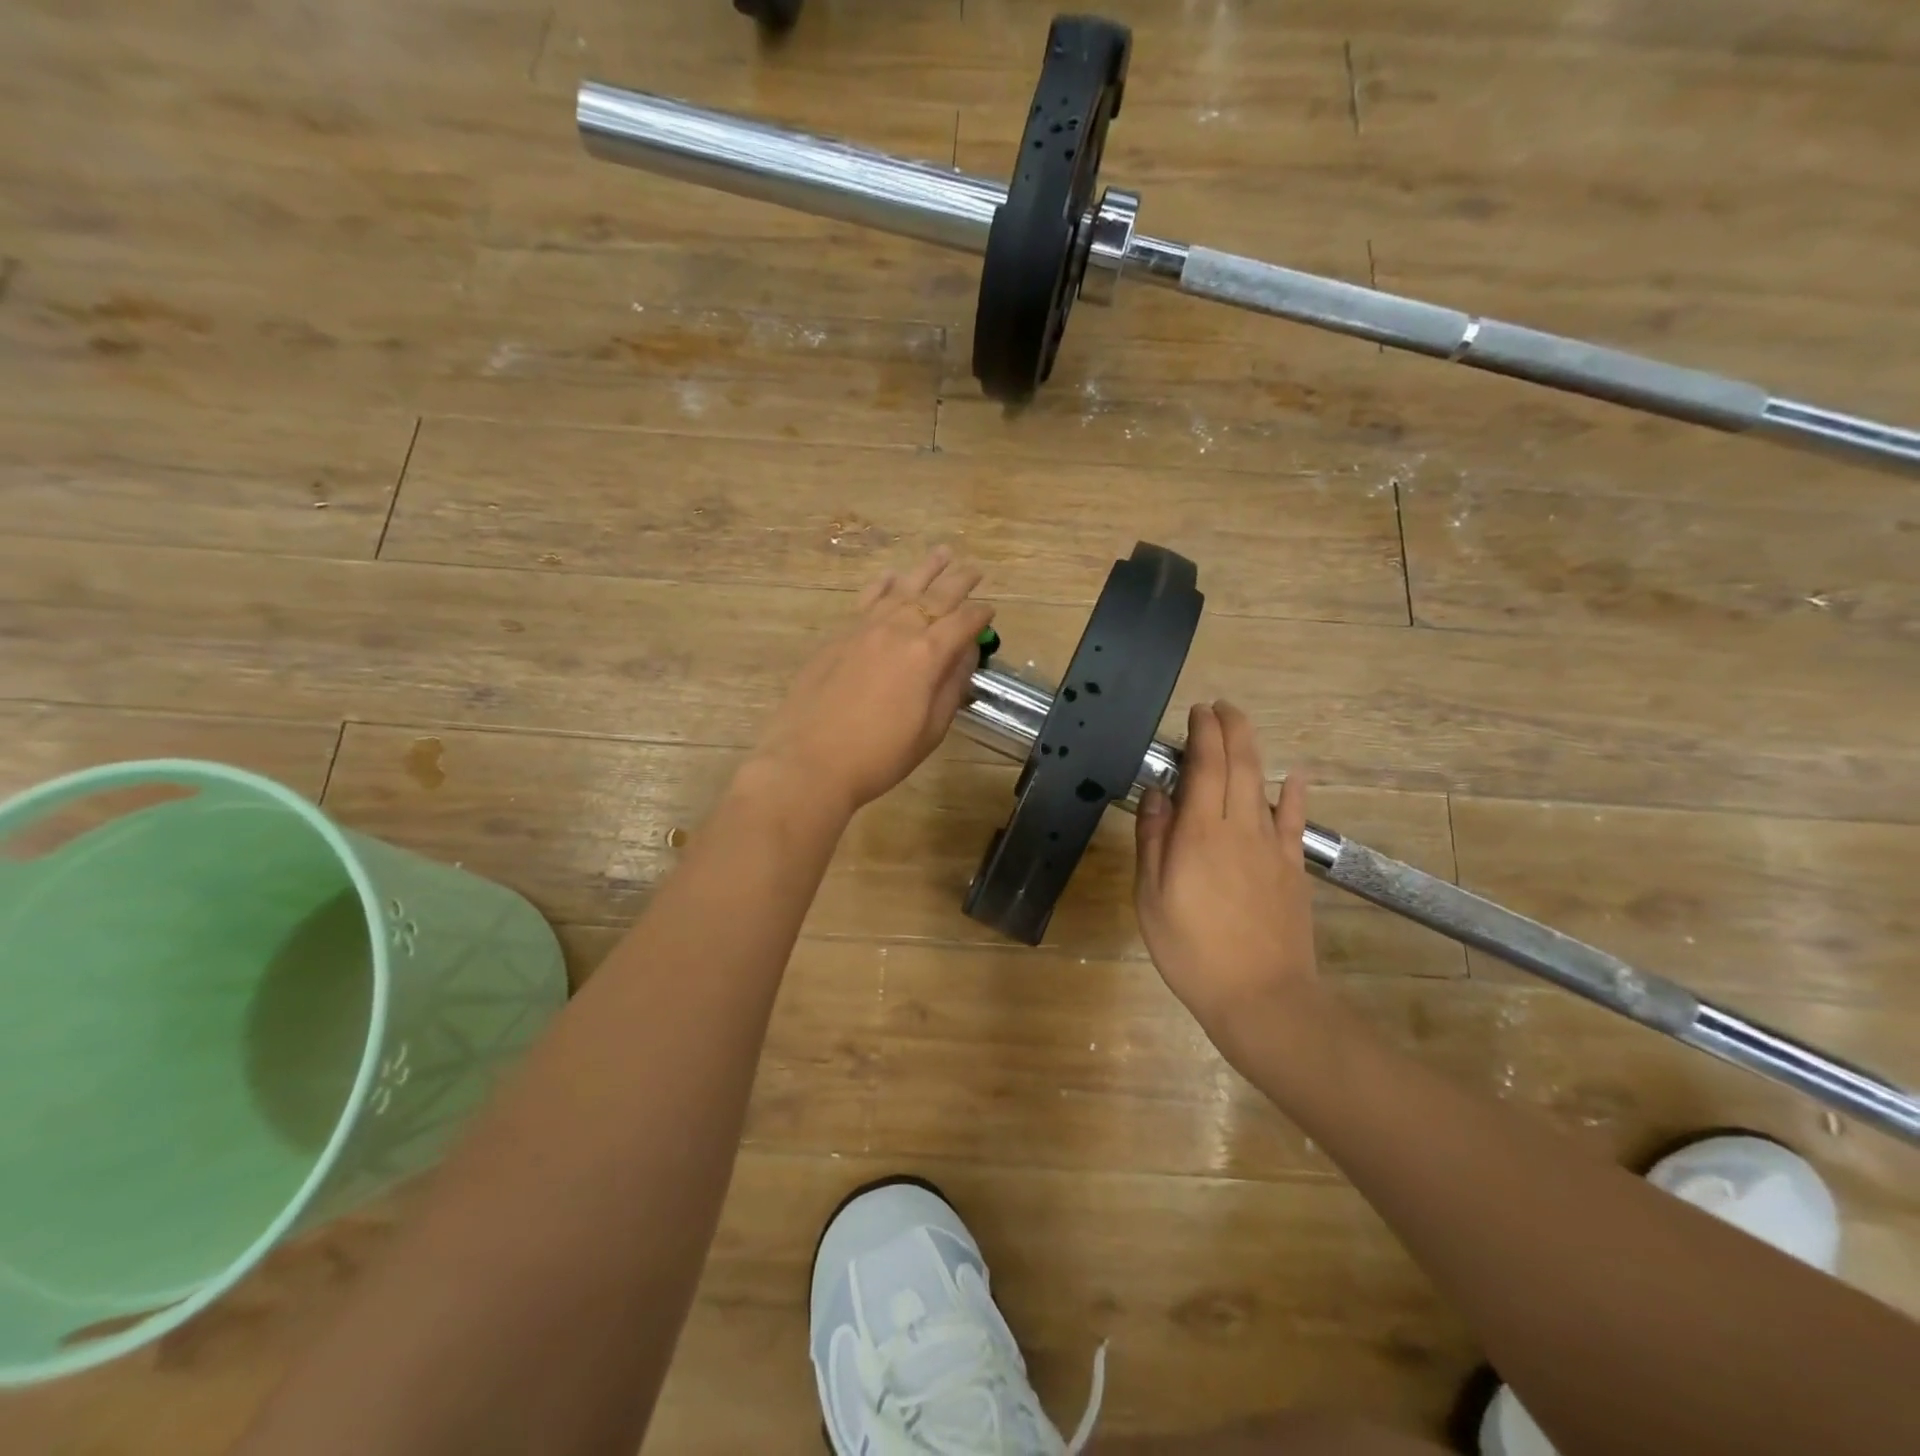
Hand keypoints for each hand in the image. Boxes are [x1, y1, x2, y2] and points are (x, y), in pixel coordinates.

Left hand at [750, 549, 993, 815]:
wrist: (811, 760)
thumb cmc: (880, 755)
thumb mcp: (930, 729)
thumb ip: (951, 686)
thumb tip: (965, 653)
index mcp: (927, 655)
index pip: (962, 623)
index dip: (980, 615)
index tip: (990, 610)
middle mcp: (897, 630)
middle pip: (935, 597)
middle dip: (959, 581)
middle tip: (974, 569)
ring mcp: (864, 629)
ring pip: (901, 588)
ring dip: (925, 570)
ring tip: (942, 553)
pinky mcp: (839, 636)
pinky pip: (868, 599)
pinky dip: (883, 585)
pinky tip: (891, 577)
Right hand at [1134, 700, 1320, 1057]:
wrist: (1261, 996)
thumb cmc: (1191, 950)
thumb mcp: (1151, 898)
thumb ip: (1153, 840)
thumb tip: (1159, 794)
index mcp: (1200, 833)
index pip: (1206, 766)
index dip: (1203, 733)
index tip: (1197, 712)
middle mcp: (1239, 828)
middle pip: (1239, 763)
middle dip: (1230, 727)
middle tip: (1218, 707)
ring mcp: (1272, 847)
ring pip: (1263, 784)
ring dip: (1252, 749)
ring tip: (1240, 727)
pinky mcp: (1292, 869)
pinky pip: (1294, 821)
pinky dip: (1294, 794)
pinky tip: (1295, 776)